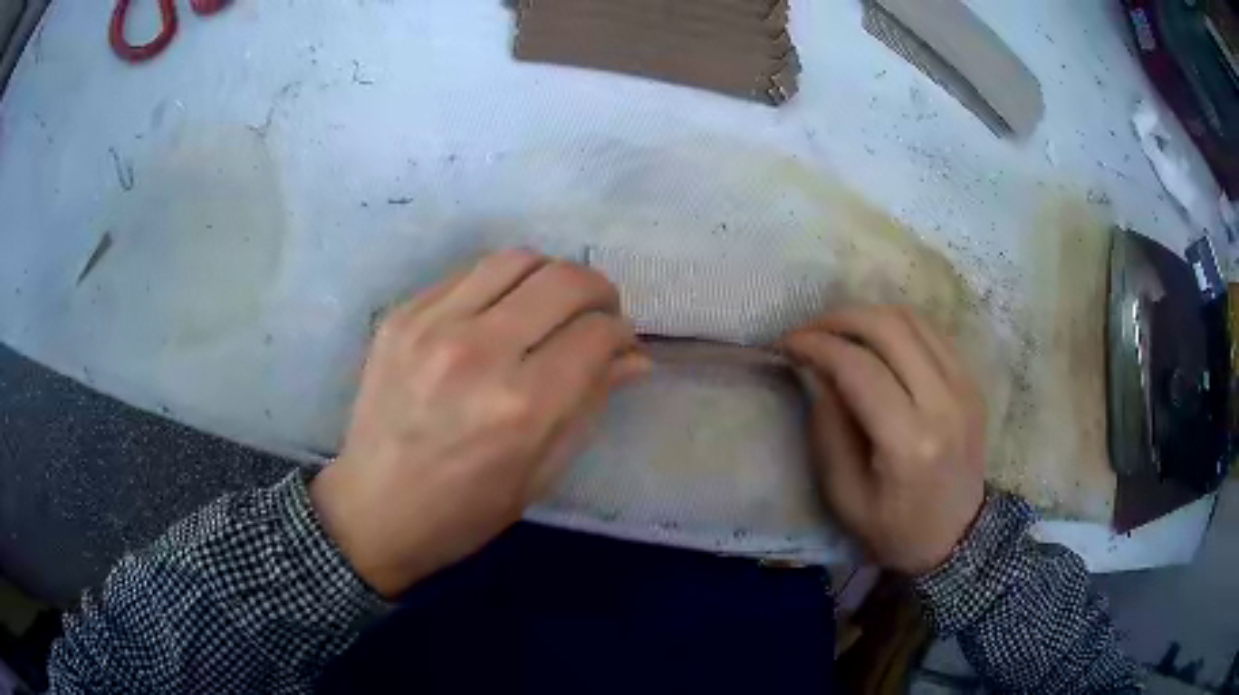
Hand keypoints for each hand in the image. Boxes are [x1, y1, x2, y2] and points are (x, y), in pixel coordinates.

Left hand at [311, 250, 651, 597]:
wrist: (373, 509)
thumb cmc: (465, 511)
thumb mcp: (541, 473)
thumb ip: (591, 405)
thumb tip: (634, 357)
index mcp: (522, 406)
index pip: (597, 334)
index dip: (621, 333)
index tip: (621, 343)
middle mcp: (479, 352)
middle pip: (564, 281)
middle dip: (598, 291)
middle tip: (598, 314)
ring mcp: (433, 325)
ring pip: (517, 259)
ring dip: (551, 275)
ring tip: (552, 304)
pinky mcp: (402, 315)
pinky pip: (469, 272)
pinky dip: (502, 284)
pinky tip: (500, 312)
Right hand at [782, 306, 985, 574]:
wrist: (957, 538)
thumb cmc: (895, 529)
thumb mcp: (845, 495)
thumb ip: (828, 429)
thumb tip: (818, 372)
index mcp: (910, 442)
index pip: (859, 369)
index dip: (817, 346)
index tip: (786, 344)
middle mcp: (944, 403)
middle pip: (889, 329)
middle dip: (840, 319)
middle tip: (809, 330)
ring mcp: (965, 387)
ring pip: (913, 320)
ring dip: (868, 315)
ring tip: (838, 331)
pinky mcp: (972, 382)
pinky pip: (931, 333)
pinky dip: (896, 326)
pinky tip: (875, 342)